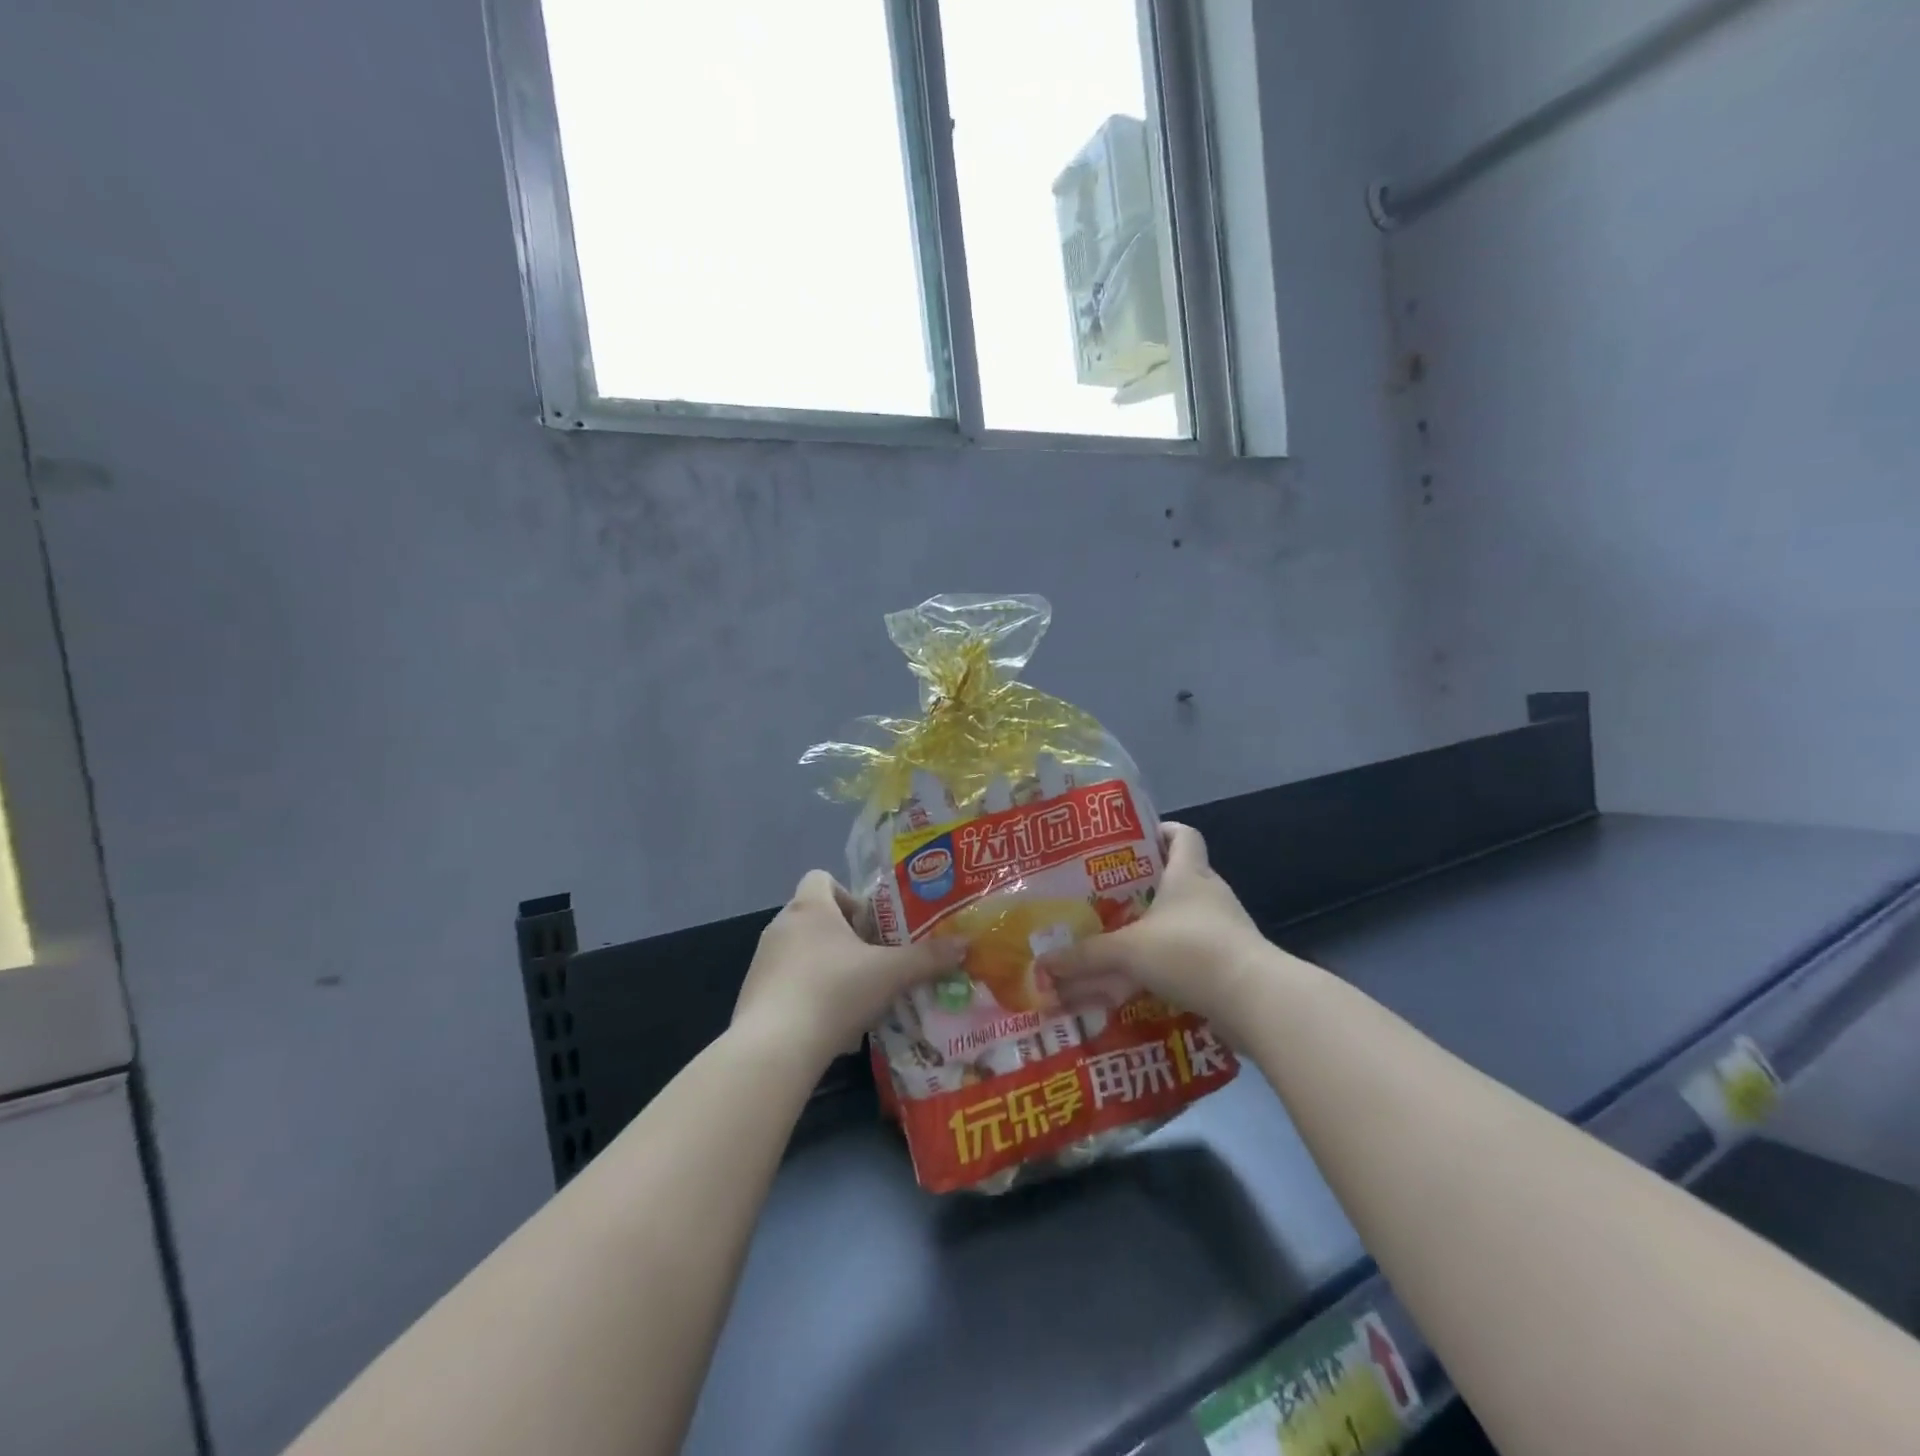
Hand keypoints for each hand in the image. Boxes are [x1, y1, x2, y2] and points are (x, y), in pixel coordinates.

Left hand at [734, 871, 962, 1070]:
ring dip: (826, 966)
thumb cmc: (834, 992)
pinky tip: (828, 1023)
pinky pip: (787, 982)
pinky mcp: (753, 995)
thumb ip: (928, 958)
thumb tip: (965, 945)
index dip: (849, 896)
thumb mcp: (891, 974)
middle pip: (815, 916)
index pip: (822, 878)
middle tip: (873, 962)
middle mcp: (781, 926)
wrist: (774, 1048)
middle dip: (845, 936)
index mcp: (810, 908)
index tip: (871, 926)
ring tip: (855, 995)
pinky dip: (807, 994)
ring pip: (801, 951)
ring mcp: (763, 961)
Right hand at [1043, 823, 1272, 1034]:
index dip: (1163, 831)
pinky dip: (1175, 960)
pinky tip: (1149, 977)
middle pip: (1183, 876)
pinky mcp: (1233, 962)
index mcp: (1189, 875)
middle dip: (1151, 884)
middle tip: (1114, 894)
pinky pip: (1197, 952)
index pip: (1183, 835)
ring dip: (1162, 926)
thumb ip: (1087, 956)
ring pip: (1189, 917)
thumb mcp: (1129, 950)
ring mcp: (1226, 929)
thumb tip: (1044, 962)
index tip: (1137, 839)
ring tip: (1126, 937)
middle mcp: (1211, 894)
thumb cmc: (1190, 951)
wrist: (1255, 1000)